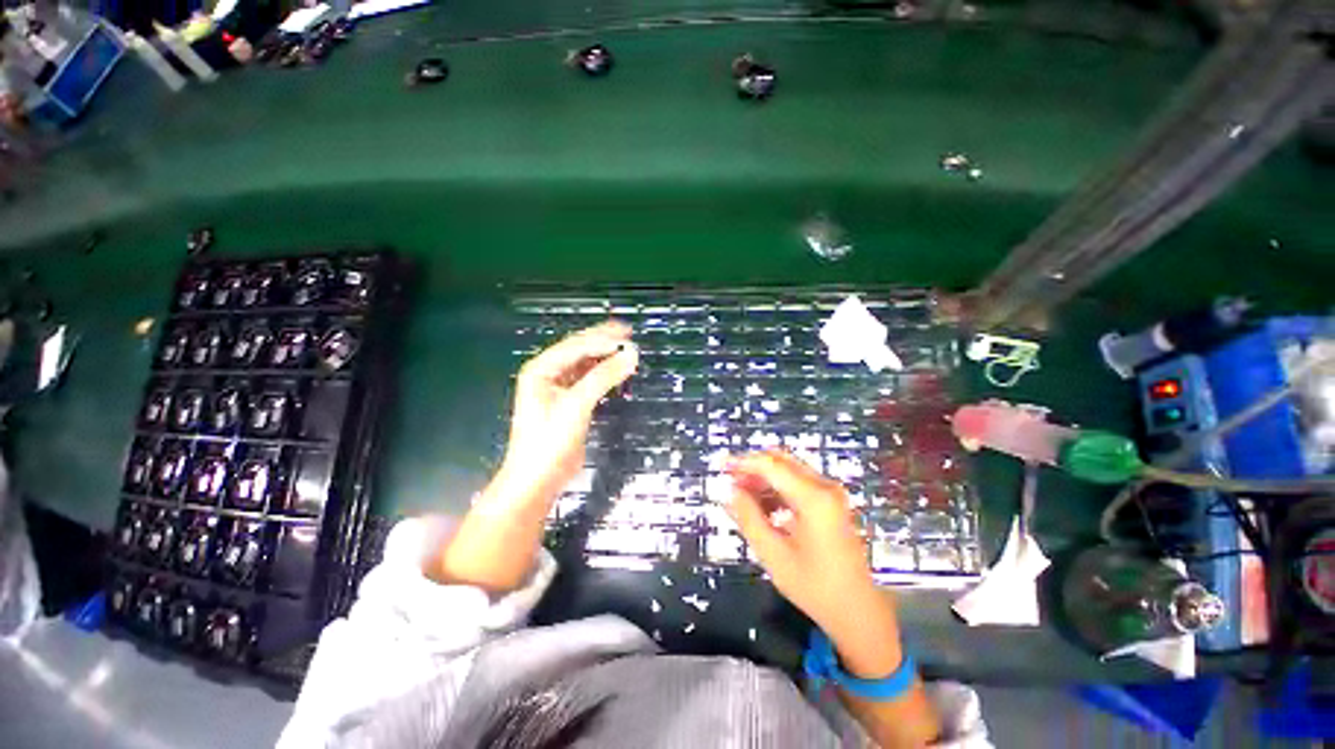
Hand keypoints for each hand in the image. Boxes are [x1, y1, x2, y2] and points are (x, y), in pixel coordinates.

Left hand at [491, 321, 637, 509]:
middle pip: (579, 350)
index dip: (602, 339)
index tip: (627, 337)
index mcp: (541, 369)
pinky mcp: (570, 403)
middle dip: (603, 341)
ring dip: (604, 356)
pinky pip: (589, 380)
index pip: (576, 346)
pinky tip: (617, 370)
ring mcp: (558, 389)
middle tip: (628, 333)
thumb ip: (603, 377)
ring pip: (585, 364)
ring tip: (627, 349)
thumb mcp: (576, 405)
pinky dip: (603, 374)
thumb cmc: (549, 441)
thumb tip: (631, 355)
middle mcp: (548, 374)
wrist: (538, 479)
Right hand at [727, 450, 900, 672]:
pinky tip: (763, 509)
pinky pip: (797, 484)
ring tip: (741, 499)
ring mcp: (830, 493)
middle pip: (780, 461)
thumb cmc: (815, 587)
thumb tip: (729, 491)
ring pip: (788, 471)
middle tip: (730, 483)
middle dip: (752, 468)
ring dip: (763, 480)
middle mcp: (824, 487)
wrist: (858, 612)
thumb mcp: (773, 554)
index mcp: (813, 498)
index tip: (720, 467)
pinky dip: (776, 490)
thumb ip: (748, 518)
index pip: (770, 465)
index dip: (743, 462)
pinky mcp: (830, 503)